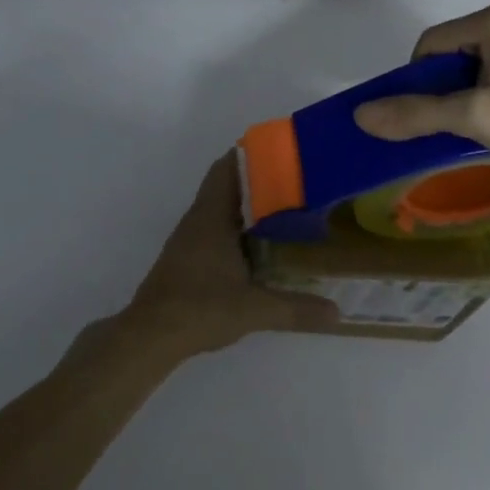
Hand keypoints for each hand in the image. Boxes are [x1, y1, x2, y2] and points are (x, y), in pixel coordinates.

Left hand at [117, 154, 338, 356]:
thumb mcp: (256, 309)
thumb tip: (337, 313)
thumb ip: (297, 308)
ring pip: (219, 210)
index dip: (251, 155)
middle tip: (296, 184)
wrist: (151, 335)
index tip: (283, 153)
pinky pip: (213, 231)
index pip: (227, 168)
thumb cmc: (201, 308)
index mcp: (210, 216)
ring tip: (284, 211)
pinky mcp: (184, 260)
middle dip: (258, 182)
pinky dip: (235, 230)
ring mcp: (187, 240)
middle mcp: (197, 220)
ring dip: (246, 207)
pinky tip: (257, 247)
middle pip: (226, 186)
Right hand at [352, 0, 489, 180]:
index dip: (417, 82)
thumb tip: (361, 115)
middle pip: (457, 50)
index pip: (431, 45)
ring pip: (484, 59)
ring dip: (471, 89)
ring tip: (482, 124)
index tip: (426, 117)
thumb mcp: (474, 118)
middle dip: (446, 86)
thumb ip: (416, 113)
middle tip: (454, 124)